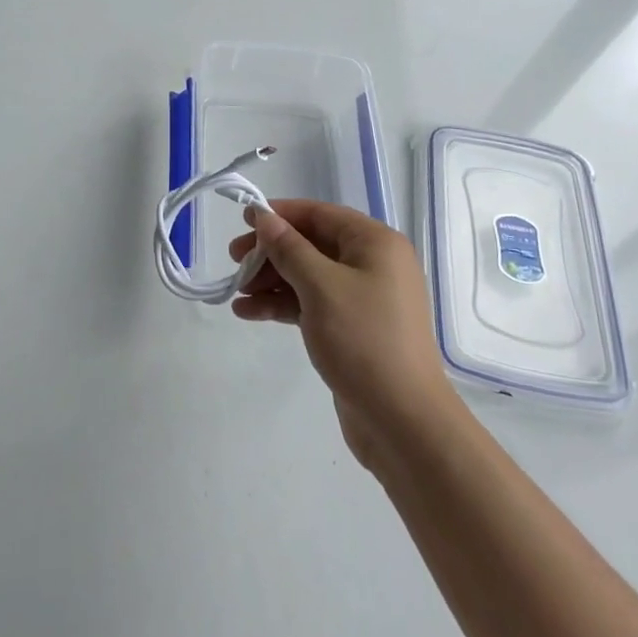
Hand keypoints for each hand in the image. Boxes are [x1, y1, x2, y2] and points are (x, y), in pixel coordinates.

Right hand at [231, 200, 459, 467]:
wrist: (403, 422)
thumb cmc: (364, 340)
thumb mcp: (320, 287)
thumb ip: (289, 248)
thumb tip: (265, 217)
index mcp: (375, 243)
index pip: (320, 215)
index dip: (281, 214)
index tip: (244, 220)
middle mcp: (373, 264)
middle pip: (312, 244)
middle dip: (271, 252)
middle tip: (234, 260)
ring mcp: (363, 298)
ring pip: (309, 276)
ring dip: (272, 281)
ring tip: (236, 293)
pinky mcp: (352, 328)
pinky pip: (312, 304)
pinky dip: (283, 305)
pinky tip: (248, 313)